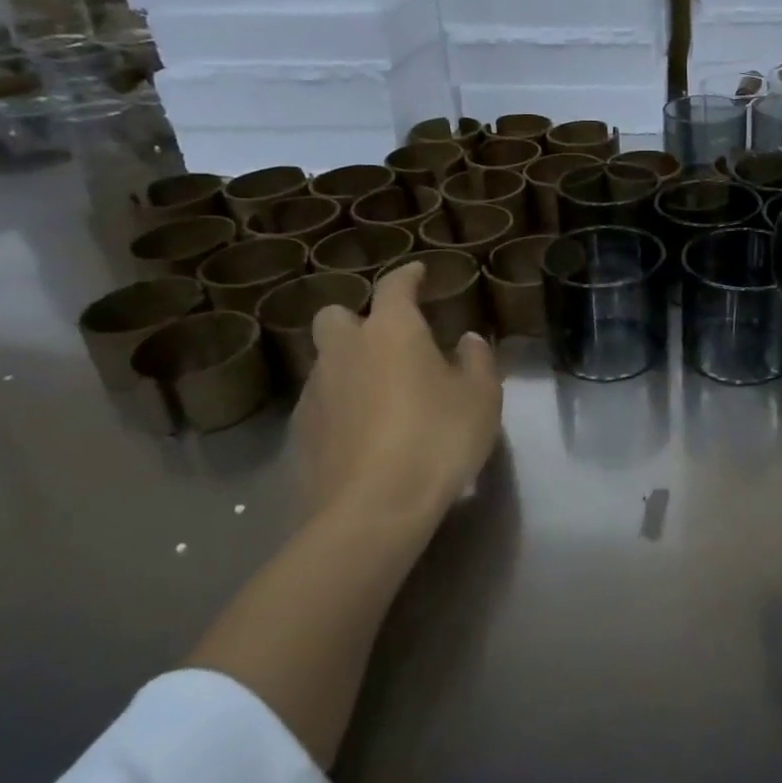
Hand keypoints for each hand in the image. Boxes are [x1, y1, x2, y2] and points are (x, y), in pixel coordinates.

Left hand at [293, 261, 502, 538]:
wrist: (372, 510)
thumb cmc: (437, 439)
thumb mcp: (480, 397)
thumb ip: (476, 360)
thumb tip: (466, 340)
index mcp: (391, 331)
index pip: (394, 285)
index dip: (408, 275)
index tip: (419, 272)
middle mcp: (345, 350)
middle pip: (336, 315)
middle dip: (357, 319)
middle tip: (387, 340)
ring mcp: (316, 391)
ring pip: (326, 360)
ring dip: (349, 364)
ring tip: (380, 391)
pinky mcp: (301, 432)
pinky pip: (320, 401)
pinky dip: (340, 403)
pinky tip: (363, 430)